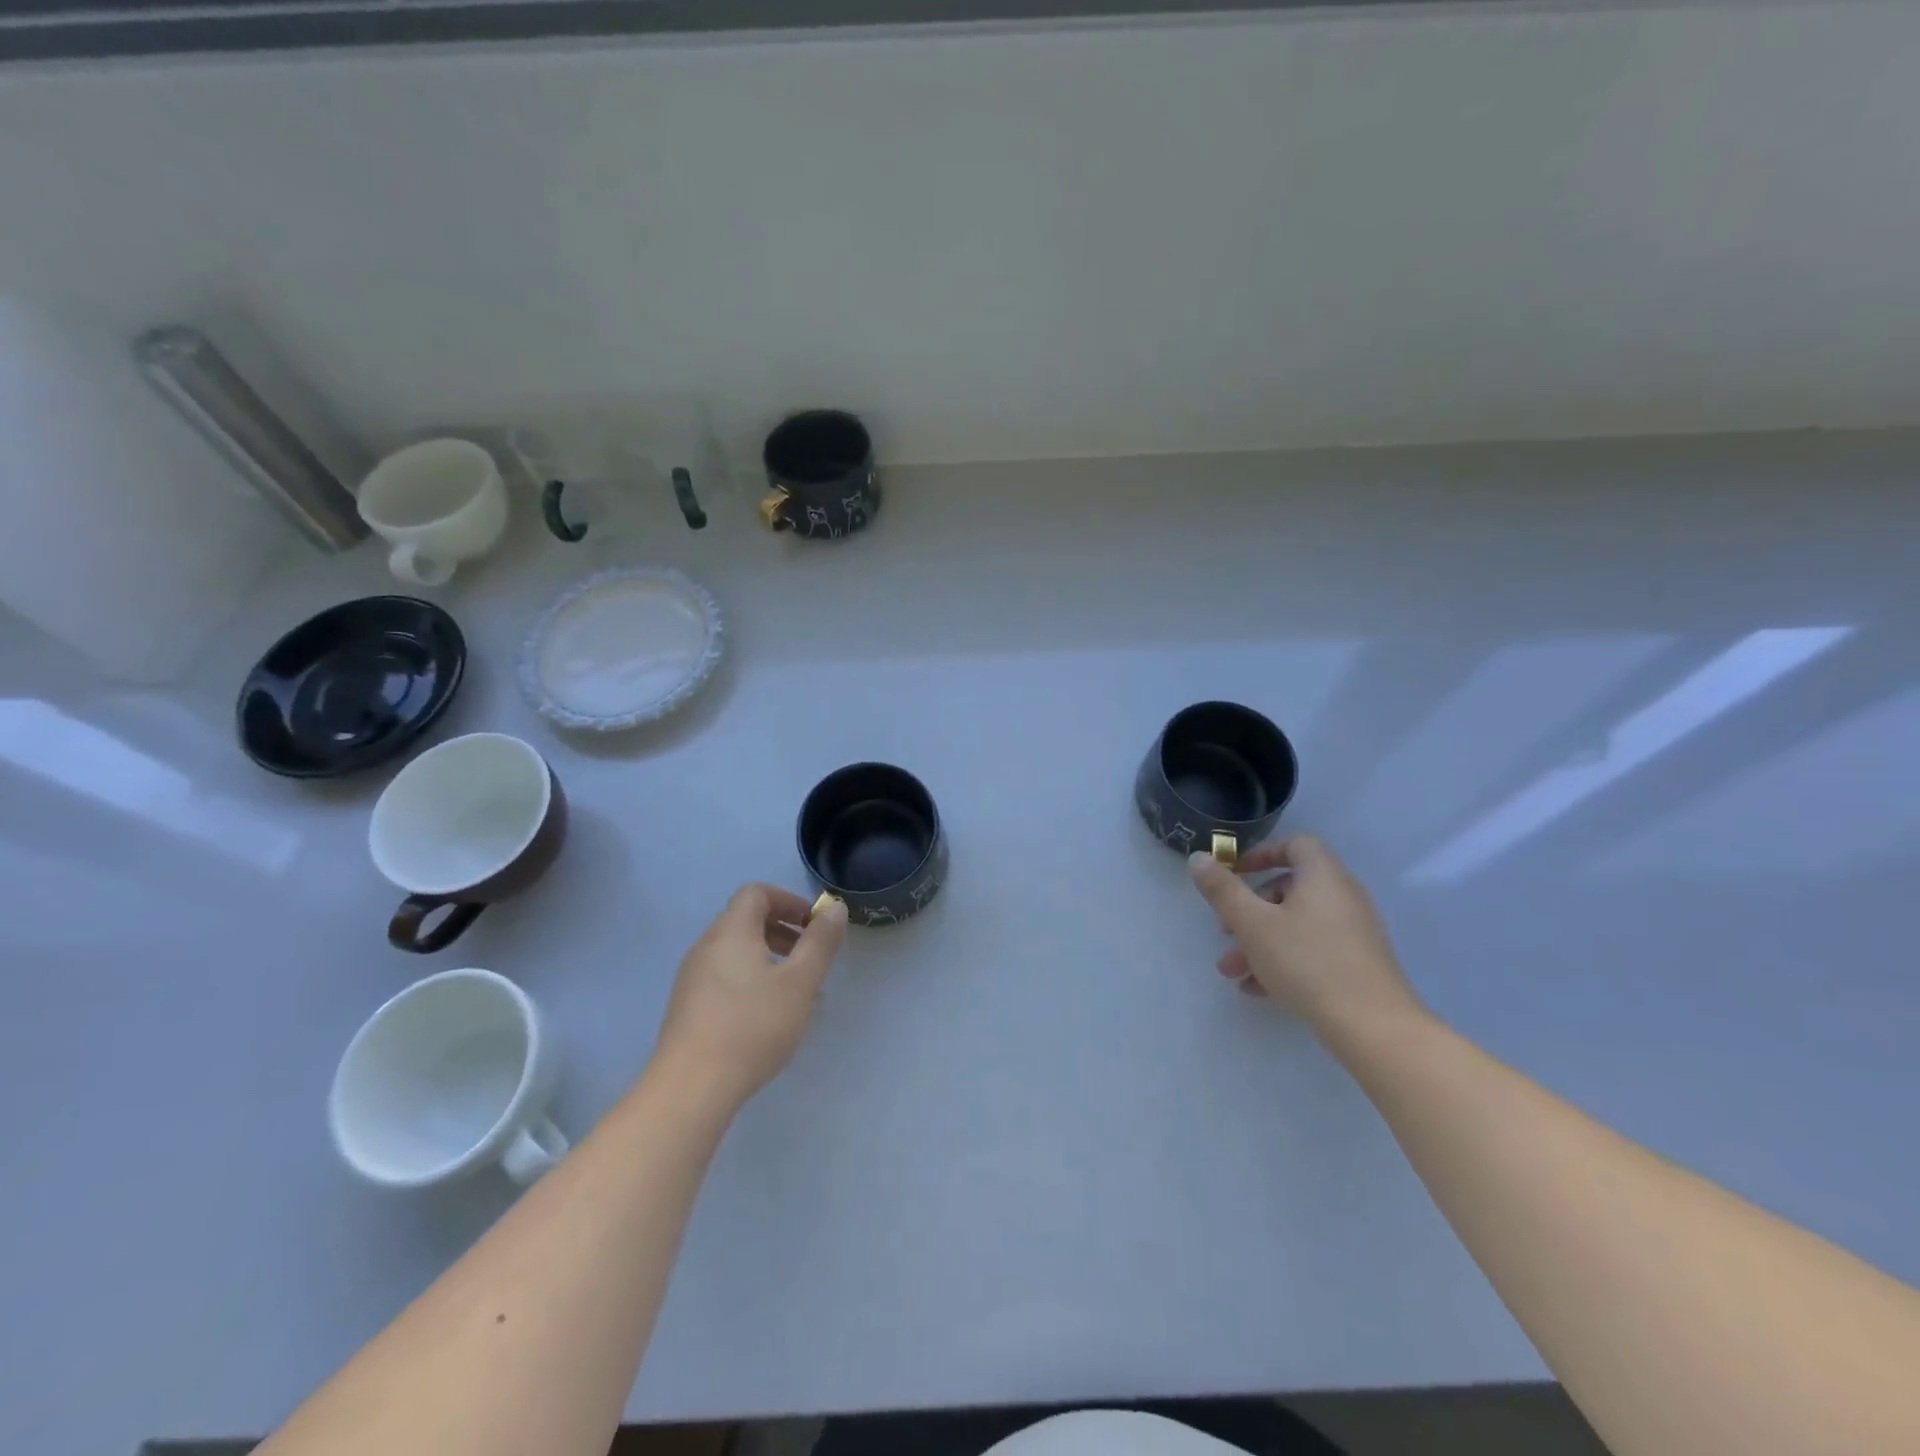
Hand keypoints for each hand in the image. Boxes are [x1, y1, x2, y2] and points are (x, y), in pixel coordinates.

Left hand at [651, 884, 847, 1112]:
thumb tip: (834, 907)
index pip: (756, 893)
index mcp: (731, 932)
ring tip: (793, 990)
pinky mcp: (686, 1007)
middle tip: (808, 956)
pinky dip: (749, 978)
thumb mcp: (800, 982)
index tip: (812, 925)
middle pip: (744, 920)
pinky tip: (765, 1016)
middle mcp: (706, 946)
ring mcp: (691, 978)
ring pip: (734, 950)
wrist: (690, 1088)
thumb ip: (820, 942)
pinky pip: (723, 975)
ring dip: (767, 956)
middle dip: (781, 929)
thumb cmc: (752, 1027)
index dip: (788, 901)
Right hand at [1188, 836, 1424, 1042]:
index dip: (1262, 854)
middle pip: (1290, 889)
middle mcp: (1343, 897)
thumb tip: (1198, 858)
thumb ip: (1222, 889)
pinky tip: (1257, 990)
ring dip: (1260, 942)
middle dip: (1250, 910)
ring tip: (1232, 971)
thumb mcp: (1252, 923)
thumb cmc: (1307, 962)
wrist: (1374, 1028)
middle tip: (1225, 932)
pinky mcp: (1357, 964)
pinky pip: (1313, 951)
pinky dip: (1283, 961)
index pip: (1296, 845)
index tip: (1235, 875)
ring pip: (1296, 925)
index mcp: (1323, 877)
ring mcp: (1354, 933)